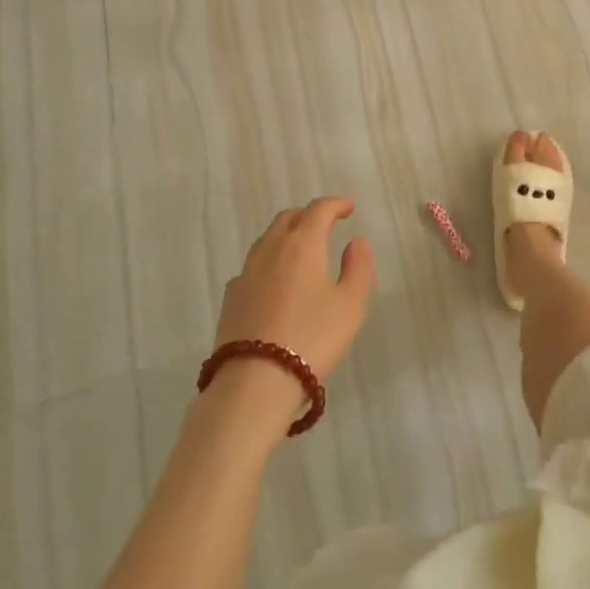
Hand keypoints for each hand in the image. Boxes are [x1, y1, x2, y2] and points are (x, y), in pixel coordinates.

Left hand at [215, 197, 374, 381]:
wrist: (254, 384)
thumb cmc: (312, 340)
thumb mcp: (350, 306)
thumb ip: (358, 268)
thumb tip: (357, 241)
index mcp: (302, 244)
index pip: (319, 210)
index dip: (336, 204)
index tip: (348, 208)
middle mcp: (271, 249)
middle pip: (289, 218)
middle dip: (309, 215)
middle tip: (326, 225)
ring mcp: (246, 272)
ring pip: (267, 239)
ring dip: (287, 235)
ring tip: (301, 250)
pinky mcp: (231, 296)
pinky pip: (253, 265)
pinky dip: (269, 261)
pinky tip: (275, 281)